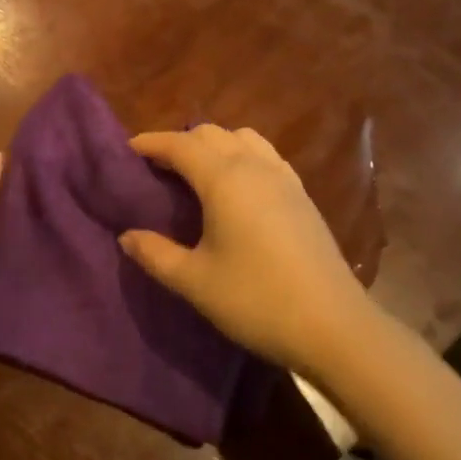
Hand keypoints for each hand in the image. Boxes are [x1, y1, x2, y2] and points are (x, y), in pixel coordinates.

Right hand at [121, 126, 369, 374]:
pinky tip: (238, 189)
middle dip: (180, 142)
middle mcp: (254, 166)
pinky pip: (265, 156)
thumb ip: (155, 254)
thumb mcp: (194, 281)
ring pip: (243, 139)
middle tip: (157, 169)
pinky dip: (242, 156)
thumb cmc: (256, 299)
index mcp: (224, 178)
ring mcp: (284, 178)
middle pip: (211, 134)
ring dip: (214, 145)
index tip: (127, 151)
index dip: (151, 143)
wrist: (333, 326)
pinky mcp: (302, 195)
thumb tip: (127, 236)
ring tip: (197, 174)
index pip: (180, 144)